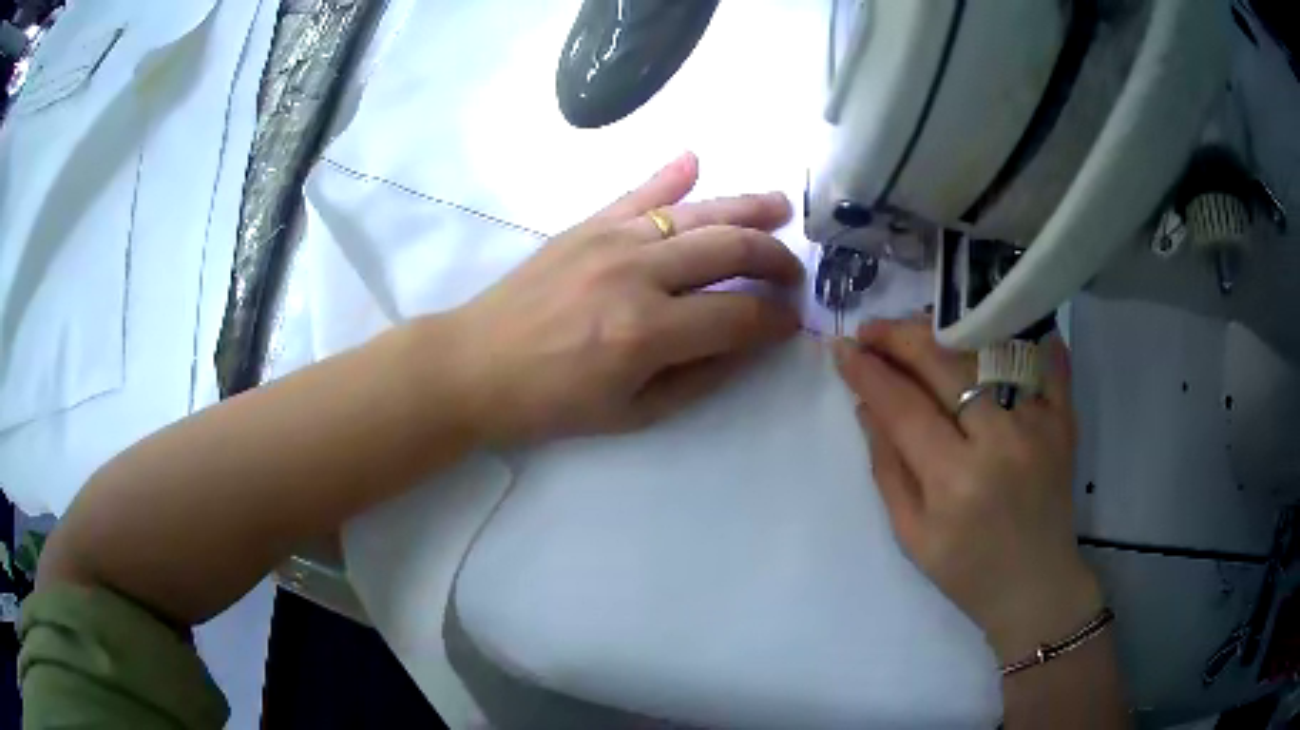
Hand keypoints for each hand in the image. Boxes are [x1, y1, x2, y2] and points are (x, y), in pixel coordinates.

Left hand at [443, 152, 803, 442]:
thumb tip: (749, 341)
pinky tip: (696, 160)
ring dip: (747, 207)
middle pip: (730, 249)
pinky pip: (638, 193)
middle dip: (775, 259)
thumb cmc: (550, 402)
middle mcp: (636, 273)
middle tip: (794, 272)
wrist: (474, 365)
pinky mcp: (586, 224)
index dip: (776, 319)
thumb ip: (700, 376)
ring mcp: (610, 239)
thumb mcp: (633, 413)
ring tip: (780, 209)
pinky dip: (671, 175)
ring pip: (697, 212)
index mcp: (647, 333)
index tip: (790, 322)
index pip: (740, 315)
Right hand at [833, 318, 1101, 661]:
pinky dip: (1024, 332)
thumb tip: (866, 404)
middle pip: (944, 364)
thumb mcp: (911, 535)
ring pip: (988, 351)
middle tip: (871, 330)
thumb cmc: (967, 572)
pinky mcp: (1064, 420)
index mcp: (954, 480)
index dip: (868, 372)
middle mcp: (999, 441)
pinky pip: (1047, 360)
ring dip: (947, 330)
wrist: (1036, 587)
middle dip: (899, 337)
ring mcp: (1038, 424)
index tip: (841, 350)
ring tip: (917, 328)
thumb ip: (887, 466)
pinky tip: (996, 317)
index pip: (903, 406)